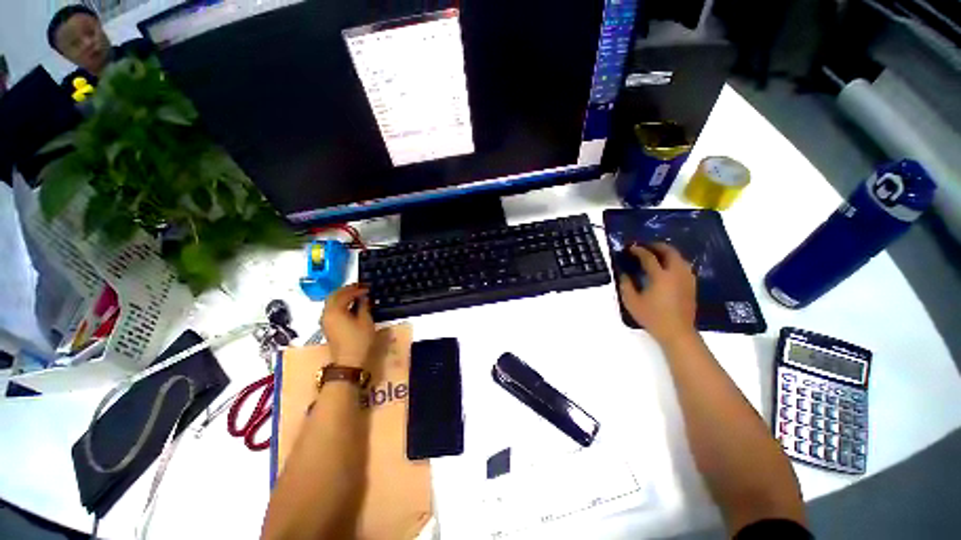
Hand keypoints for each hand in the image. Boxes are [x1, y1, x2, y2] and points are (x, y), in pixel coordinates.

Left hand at [320, 284, 374, 368]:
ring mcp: (325, 321)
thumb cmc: (359, 340)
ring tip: (356, 295)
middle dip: (346, 290)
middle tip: (359, 287)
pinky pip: (332, 309)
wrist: (348, 362)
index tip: (367, 288)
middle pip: (333, 296)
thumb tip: (364, 297)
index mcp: (335, 311)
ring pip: (331, 302)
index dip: (356, 289)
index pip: (344, 294)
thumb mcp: (365, 321)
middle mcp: (326, 313)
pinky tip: (351, 305)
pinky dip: (340, 303)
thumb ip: (364, 306)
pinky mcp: (328, 327)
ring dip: (342, 296)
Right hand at [618, 243, 696, 344]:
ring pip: (680, 258)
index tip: (631, 248)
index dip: (638, 250)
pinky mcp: (691, 285)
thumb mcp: (632, 302)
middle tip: (646, 246)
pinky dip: (675, 261)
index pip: (649, 257)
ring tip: (657, 254)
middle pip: (670, 252)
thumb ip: (626, 285)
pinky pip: (684, 266)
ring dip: (668, 253)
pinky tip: (668, 267)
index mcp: (660, 276)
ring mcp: (686, 279)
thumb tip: (624, 273)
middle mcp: (676, 274)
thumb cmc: (652, 317)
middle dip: (657, 246)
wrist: (677, 332)